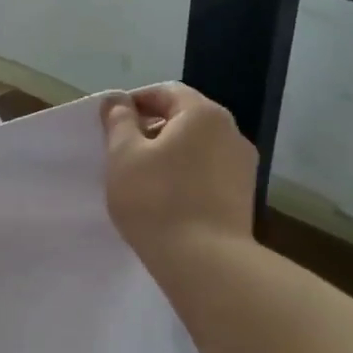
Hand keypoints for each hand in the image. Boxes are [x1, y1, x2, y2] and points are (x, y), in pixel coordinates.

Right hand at [102, 83, 257, 272]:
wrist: (204, 261)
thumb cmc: (156, 199)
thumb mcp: (123, 155)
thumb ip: (119, 122)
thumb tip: (117, 101)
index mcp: (203, 114)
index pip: (166, 92)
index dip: (134, 102)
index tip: (110, 124)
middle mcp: (231, 132)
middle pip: (185, 118)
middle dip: (151, 129)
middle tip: (121, 153)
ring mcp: (242, 165)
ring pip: (197, 147)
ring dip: (169, 154)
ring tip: (142, 179)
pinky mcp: (243, 196)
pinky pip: (208, 172)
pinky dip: (185, 176)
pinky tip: (165, 199)